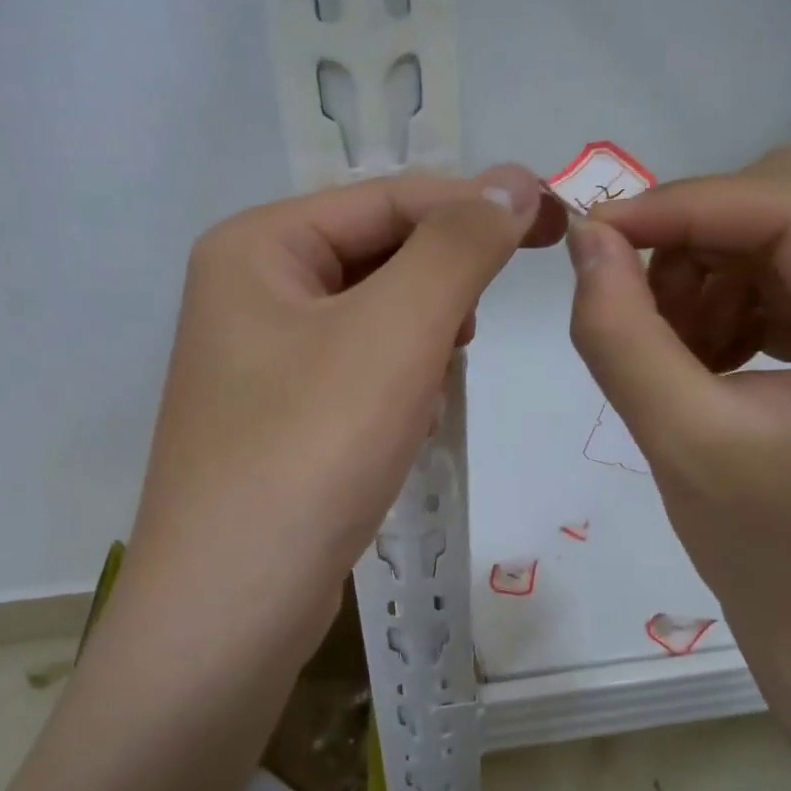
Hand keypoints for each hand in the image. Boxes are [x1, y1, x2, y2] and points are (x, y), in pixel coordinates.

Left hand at [119, 165, 564, 660]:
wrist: (231, 609)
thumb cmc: (312, 450)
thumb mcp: (396, 331)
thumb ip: (460, 245)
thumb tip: (516, 181)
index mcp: (256, 246)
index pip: (388, 199)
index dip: (477, 206)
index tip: (559, 226)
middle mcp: (247, 290)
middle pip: (378, 256)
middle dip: (438, 294)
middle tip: (468, 338)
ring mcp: (258, 359)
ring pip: (375, 318)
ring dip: (420, 346)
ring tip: (425, 396)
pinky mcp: (277, 417)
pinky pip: (359, 372)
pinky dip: (395, 388)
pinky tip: (400, 432)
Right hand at [564, 149, 790, 731]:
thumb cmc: (764, 550)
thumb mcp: (676, 439)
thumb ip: (619, 331)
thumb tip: (587, 237)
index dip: (683, 205)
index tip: (597, 234)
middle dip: (699, 239)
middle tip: (642, 308)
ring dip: (713, 269)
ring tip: (675, 349)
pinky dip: (736, 293)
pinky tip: (709, 355)